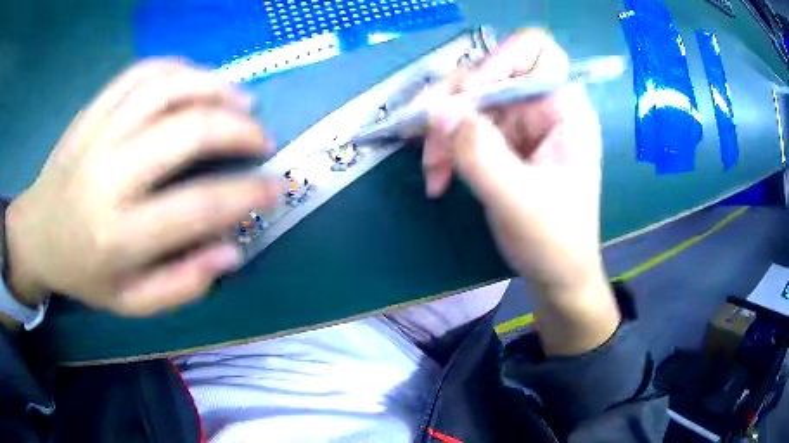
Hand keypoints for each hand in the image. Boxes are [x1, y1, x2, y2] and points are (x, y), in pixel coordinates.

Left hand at [4, 60, 278, 315]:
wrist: (38, 234)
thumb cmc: (83, 273)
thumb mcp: (131, 303)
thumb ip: (181, 285)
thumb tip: (231, 250)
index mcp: (118, 236)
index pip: (196, 207)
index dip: (246, 194)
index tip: (275, 187)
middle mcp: (107, 176)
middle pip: (184, 132)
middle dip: (237, 129)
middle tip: (262, 138)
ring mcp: (97, 133)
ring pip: (166, 88)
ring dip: (214, 87)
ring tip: (241, 99)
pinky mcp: (93, 109)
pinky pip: (141, 73)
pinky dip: (179, 68)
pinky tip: (197, 80)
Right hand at [422, 30, 619, 354]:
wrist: (557, 273)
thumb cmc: (554, 241)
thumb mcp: (518, 200)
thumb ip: (479, 152)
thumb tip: (436, 109)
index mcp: (565, 109)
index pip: (535, 52)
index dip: (498, 61)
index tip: (467, 97)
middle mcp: (544, 106)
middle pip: (489, 74)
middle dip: (454, 105)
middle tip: (427, 139)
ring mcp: (521, 122)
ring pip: (469, 102)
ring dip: (443, 132)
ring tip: (433, 172)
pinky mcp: (504, 140)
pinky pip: (464, 126)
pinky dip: (445, 148)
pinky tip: (438, 178)